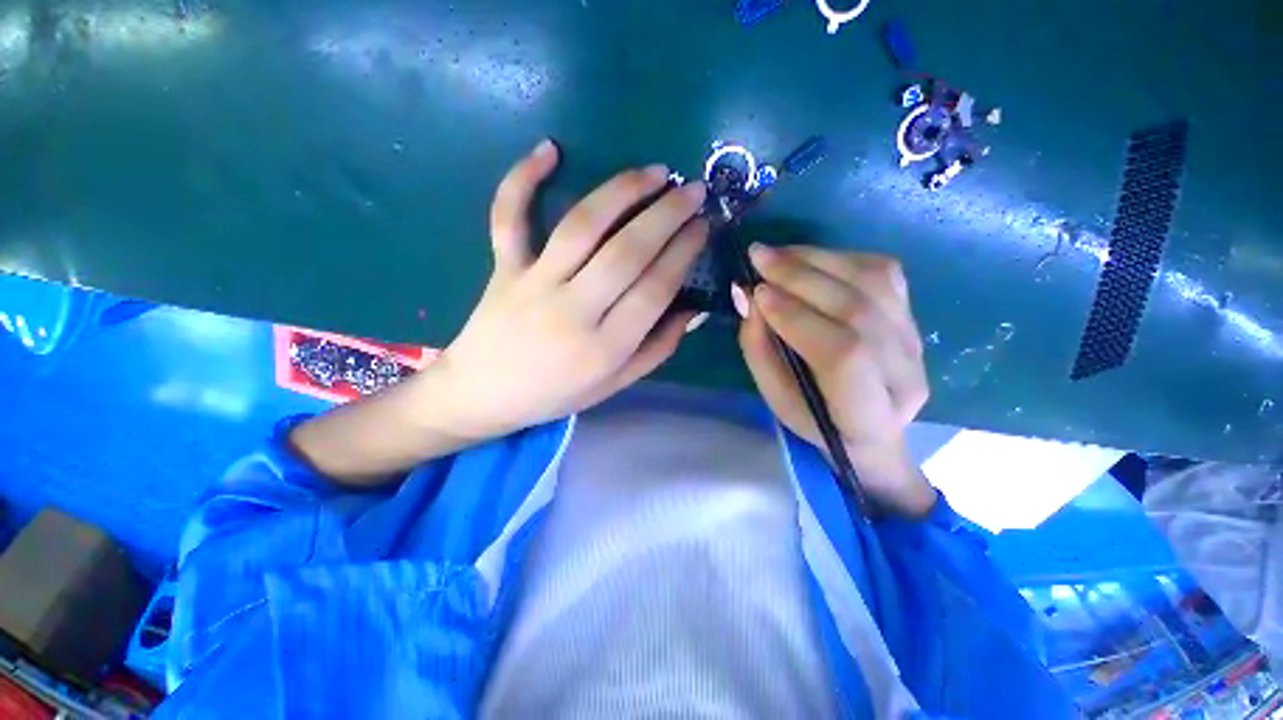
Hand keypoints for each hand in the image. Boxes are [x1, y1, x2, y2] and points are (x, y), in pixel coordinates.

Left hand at [430, 140, 707, 440]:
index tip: (702, 225)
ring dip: (622, 191)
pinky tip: (548, 149)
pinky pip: (509, 218)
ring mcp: (534, 284)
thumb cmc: (556, 393)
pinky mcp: (503, 268)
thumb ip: (657, 348)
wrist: (483, 394)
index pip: (655, 288)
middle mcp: (573, 311)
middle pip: (627, 251)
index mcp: (605, 347)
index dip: (683, 251)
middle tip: (693, 189)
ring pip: (581, 226)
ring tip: (654, 172)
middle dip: (667, 214)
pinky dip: (522, 180)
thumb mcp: (615, 384)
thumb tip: (693, 310)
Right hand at [737, 246, 934, 516]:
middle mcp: (905, 375)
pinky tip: (807, 259)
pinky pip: (882, 271)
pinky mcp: (912, 317)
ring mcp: (915, 341)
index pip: (843, 353)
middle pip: (858, 309)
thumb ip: (760, 349)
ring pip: (874, 281)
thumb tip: (749, 296)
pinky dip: (838, 257)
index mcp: (868, 415)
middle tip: (758, 256)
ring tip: (776, 254)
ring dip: (817, 259)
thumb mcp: (776, 399)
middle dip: (801, 277)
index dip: (798, 316)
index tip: (758, 292)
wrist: (871, 428)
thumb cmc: (813, 420)